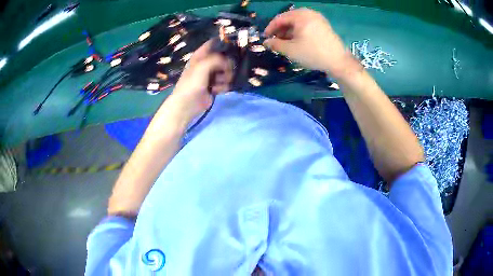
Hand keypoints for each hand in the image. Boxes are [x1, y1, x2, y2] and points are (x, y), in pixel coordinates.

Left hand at [167, 40, 232, 121]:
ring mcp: (211, 75)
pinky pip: (226, 83)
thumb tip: (229, 61)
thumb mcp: (203, 66)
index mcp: (201, 56)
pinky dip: (223, 87)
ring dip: (226, 78)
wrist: (188, 104)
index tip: (233, 47)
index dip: (223, 44)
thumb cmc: (192, 83)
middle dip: (227, 65)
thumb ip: (217, 59)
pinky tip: (216, 91)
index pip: (213, 44)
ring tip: (218, 83)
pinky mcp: (215, 86)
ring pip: (227, 71)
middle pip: (224, 58)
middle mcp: (206, 63)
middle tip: (226, 71)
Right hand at [264, 8, 359, 78]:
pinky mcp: (323, 25)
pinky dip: (299, 31)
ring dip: (289, 31)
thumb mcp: (291, 50)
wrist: (338, 61)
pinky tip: (297, 41)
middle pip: (289, 19)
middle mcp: (309, 13)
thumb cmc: (313, 53)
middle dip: (280, 30)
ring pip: (298, 22)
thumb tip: (266, 42)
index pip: (279, 18)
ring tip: (285, 42)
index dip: (270, 28)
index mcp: (300, 16)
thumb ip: (275, 44)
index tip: (265, 38)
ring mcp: (318, 18)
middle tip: (275, 41)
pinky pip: (306, 25)